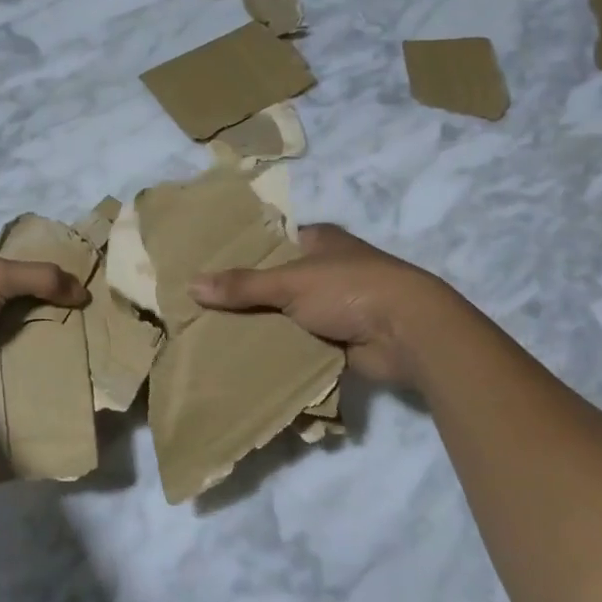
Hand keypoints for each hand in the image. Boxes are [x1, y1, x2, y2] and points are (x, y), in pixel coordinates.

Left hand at [0, 242, 88, 393]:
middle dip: (48, 308)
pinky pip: (5, 360)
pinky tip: (56, 368)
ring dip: (39, 338)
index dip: (48, 271)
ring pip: (15, 330)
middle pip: (21, 298)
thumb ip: (41, 278)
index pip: (19, 262)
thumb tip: (84, 292)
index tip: (81, 286)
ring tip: (82, 346)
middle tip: (88, 320)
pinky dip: (24, 363)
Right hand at [189, 224, 467, 388]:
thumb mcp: (291, 282)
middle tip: (201, 309)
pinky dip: (280, 351)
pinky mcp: (339, 339)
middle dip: (246, 296)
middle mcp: (326, 270)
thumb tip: (193, 285)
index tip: (207, 268)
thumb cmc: (350, 289)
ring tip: (213, 337)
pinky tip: (245, 360)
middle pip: (276, 282)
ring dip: (262, 327)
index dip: (242, 253)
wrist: (408, 332)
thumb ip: (243, 285)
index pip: (272, 241)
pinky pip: (300, 344)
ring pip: (286, 315)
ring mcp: (334, 306)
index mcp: (319, 241)